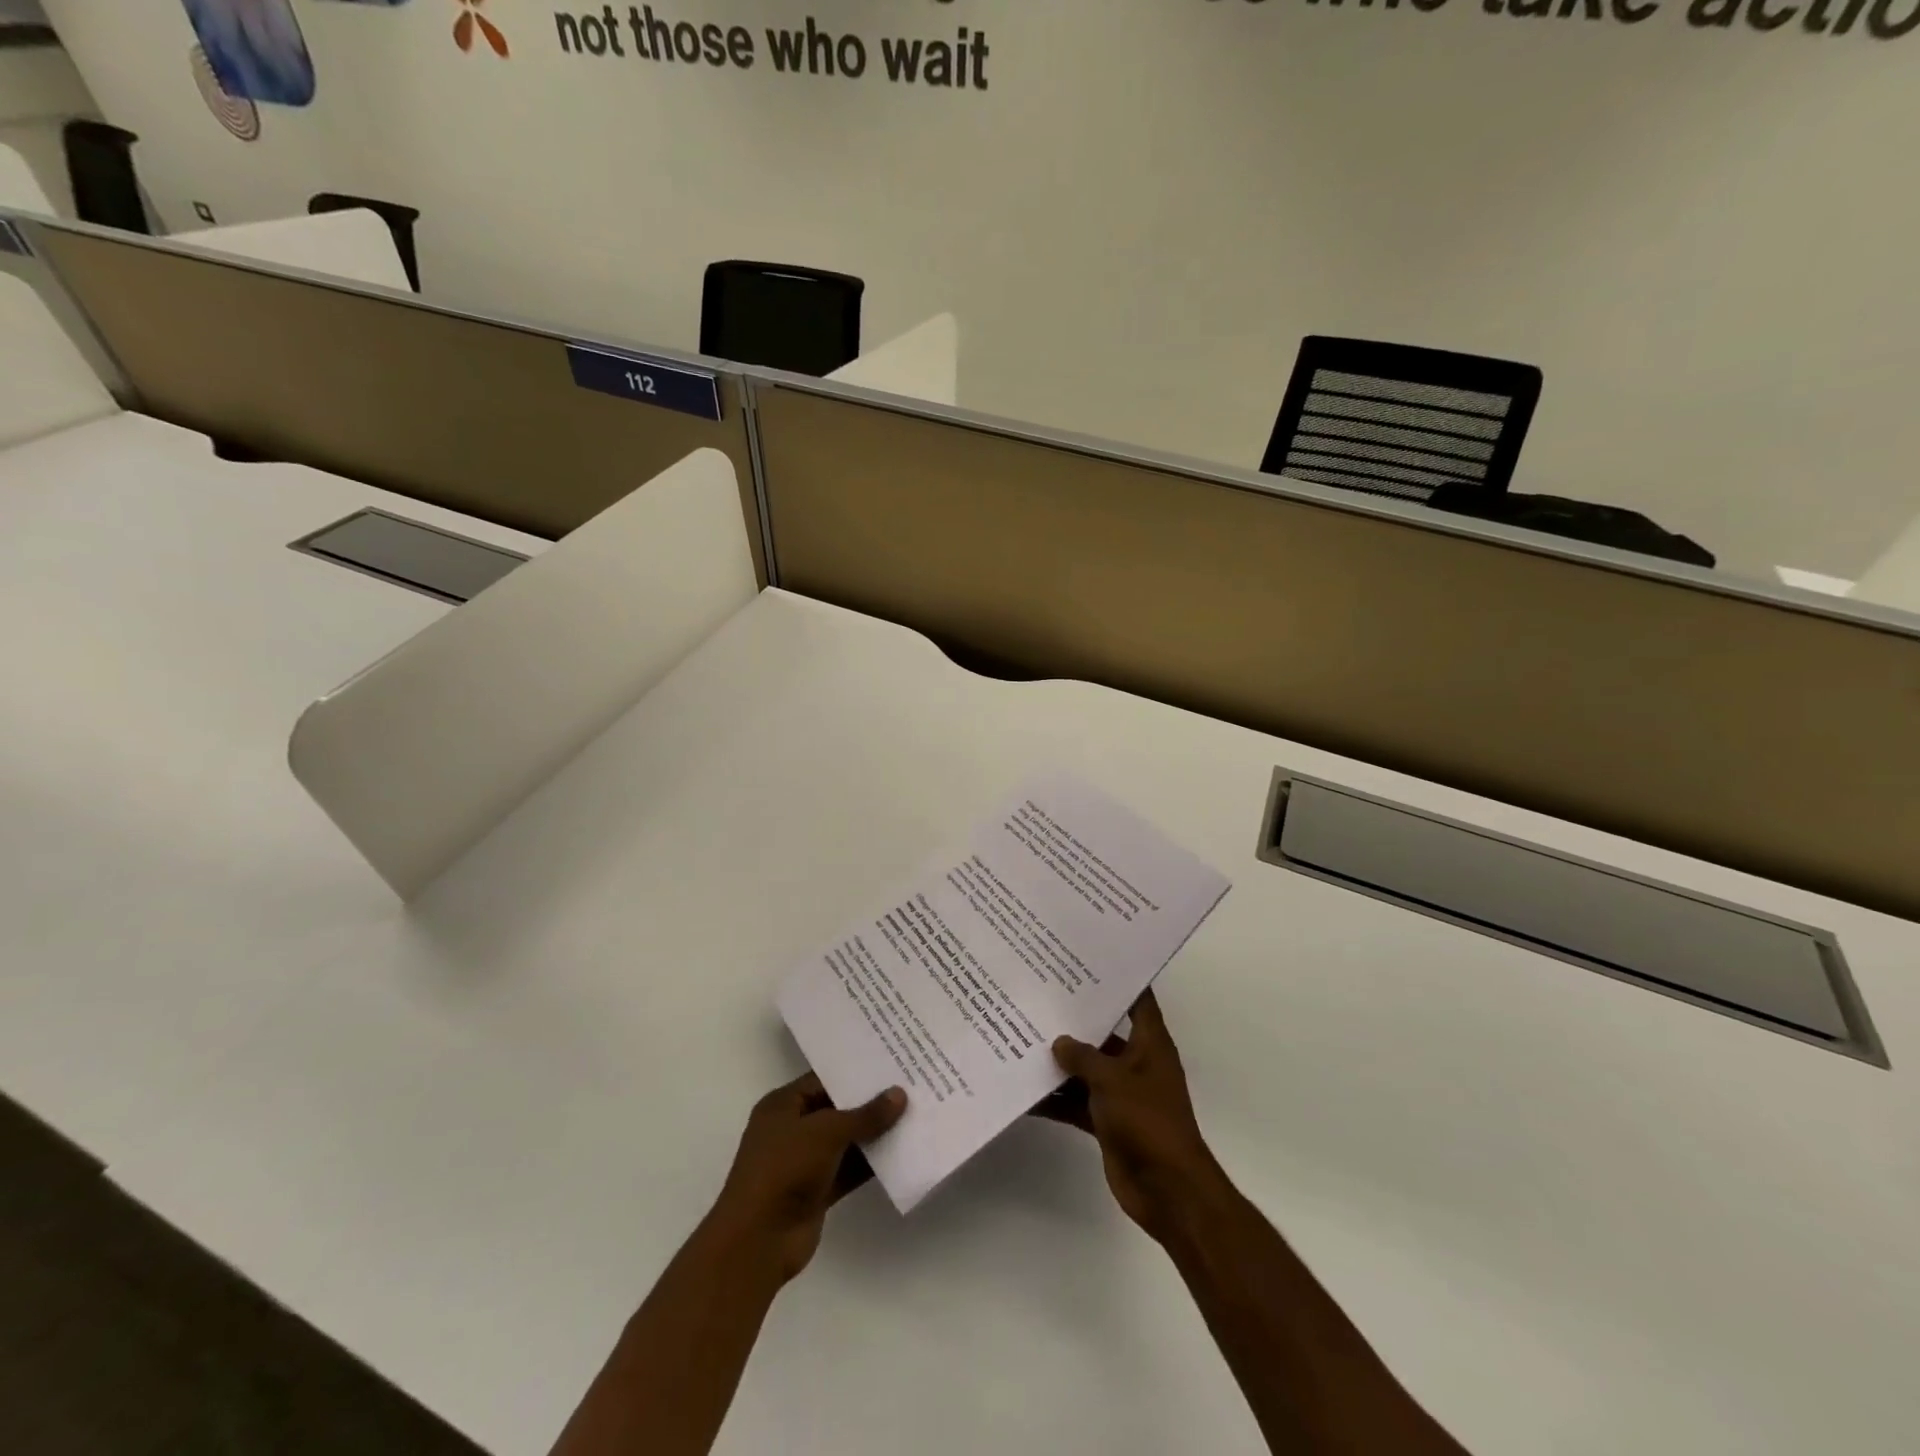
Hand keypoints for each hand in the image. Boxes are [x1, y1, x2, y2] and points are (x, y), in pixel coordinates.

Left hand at [708, 1072, 906, 1284]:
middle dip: (869, 1102)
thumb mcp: (826, 1132)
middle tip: (908, 1085)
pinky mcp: (817, 1191)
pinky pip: (849, 1169)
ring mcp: (804, 1162)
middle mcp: (792, 1129)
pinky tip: (901, 1152)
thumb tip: (899, 1094)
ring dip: (873, 1134)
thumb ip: (865, 1115)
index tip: (889, 1063)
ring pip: (845, 1141)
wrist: (758, 1241)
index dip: (854, 1072)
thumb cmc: (784, 1169)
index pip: (823, 1080)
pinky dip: (870, 1163)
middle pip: (836, 1109)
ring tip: (912, 1114)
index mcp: (782, 1106)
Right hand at [1036, 990, 1223, 1243]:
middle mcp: (1136, 1064)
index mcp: (1150, 1045)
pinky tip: (1025, 1092)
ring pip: (1086, 1069)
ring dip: (1060, 1063)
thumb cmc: (1147, 1122)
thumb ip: (1083, 1057)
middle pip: (1103, 1034)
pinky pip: (1077, 1102)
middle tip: (1039, 998)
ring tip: (1021, 1039)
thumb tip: (1059, 1042)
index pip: (1138, 1001)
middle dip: (1074, 1022)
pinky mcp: (1107, 1122)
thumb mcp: (1112, 1080)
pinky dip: (1056, 1099)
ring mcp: (1121, 1094)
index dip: (1119, 980)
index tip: (1088, 960)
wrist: (1167, 1190)